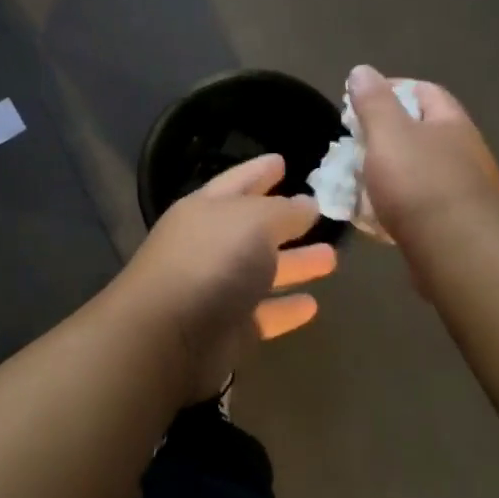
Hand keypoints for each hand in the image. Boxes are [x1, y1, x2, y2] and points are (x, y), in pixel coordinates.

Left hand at [110, 154, 335, 403]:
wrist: (167, 337)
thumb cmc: (211, 263)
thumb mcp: (254, 222)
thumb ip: (284, 211)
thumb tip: (307, 204)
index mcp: (206, 210)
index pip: (237, 181)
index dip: (259, 170)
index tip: (282, 160)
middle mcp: (209, 245)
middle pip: (252, 229)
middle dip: (285, 221)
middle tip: (319, 213)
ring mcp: (216, 290)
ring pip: (262, 272)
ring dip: (294, 264)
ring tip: (331, 258)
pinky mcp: (226, 331)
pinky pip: (263, 315)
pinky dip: (285, 309)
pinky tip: (313, 305)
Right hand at [348, 64, 498, 251]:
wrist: (458, 252)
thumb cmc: (420, 183)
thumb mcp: (388, 134)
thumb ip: (373, 102)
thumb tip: (362, 71)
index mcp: (451, 123)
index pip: (424, 91)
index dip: (392, 89)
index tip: (359, 101)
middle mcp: (465, 152)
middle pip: (421, 133)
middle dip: (385, 136)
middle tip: (354, 144)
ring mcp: (464, 190)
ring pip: (419, 171)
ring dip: (389, 173)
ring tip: (358, 181)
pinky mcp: (456, 224)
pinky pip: (420, 205)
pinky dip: (396, 205)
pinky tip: (376, 216)